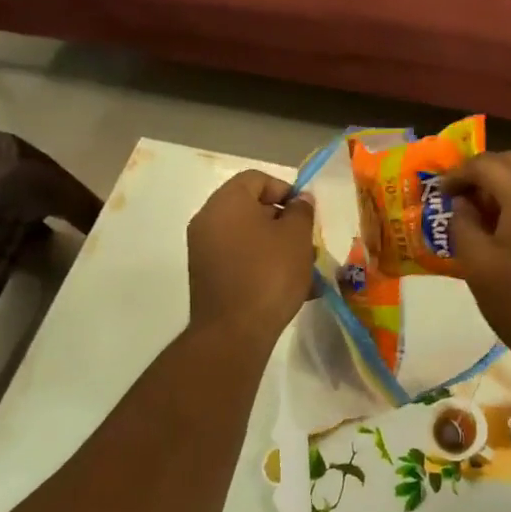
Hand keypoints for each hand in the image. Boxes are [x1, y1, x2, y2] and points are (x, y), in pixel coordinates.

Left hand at [186, 171, 316, 345]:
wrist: (233, 332)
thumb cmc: (269, 274)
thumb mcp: (297, 237)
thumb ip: (301, 211)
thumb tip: (299, 200)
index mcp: (226, 202)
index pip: (257, 179)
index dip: (285, 190)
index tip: (305, 214)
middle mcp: (208, 220)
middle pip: (251, 207)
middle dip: (283, 222)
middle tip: (306, 243)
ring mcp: (203, 250)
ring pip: (247, 236)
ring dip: (276, 246)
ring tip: (302, 270)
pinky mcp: (206, 276)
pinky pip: (239, 259)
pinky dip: (261, 264)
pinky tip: (286, 288)